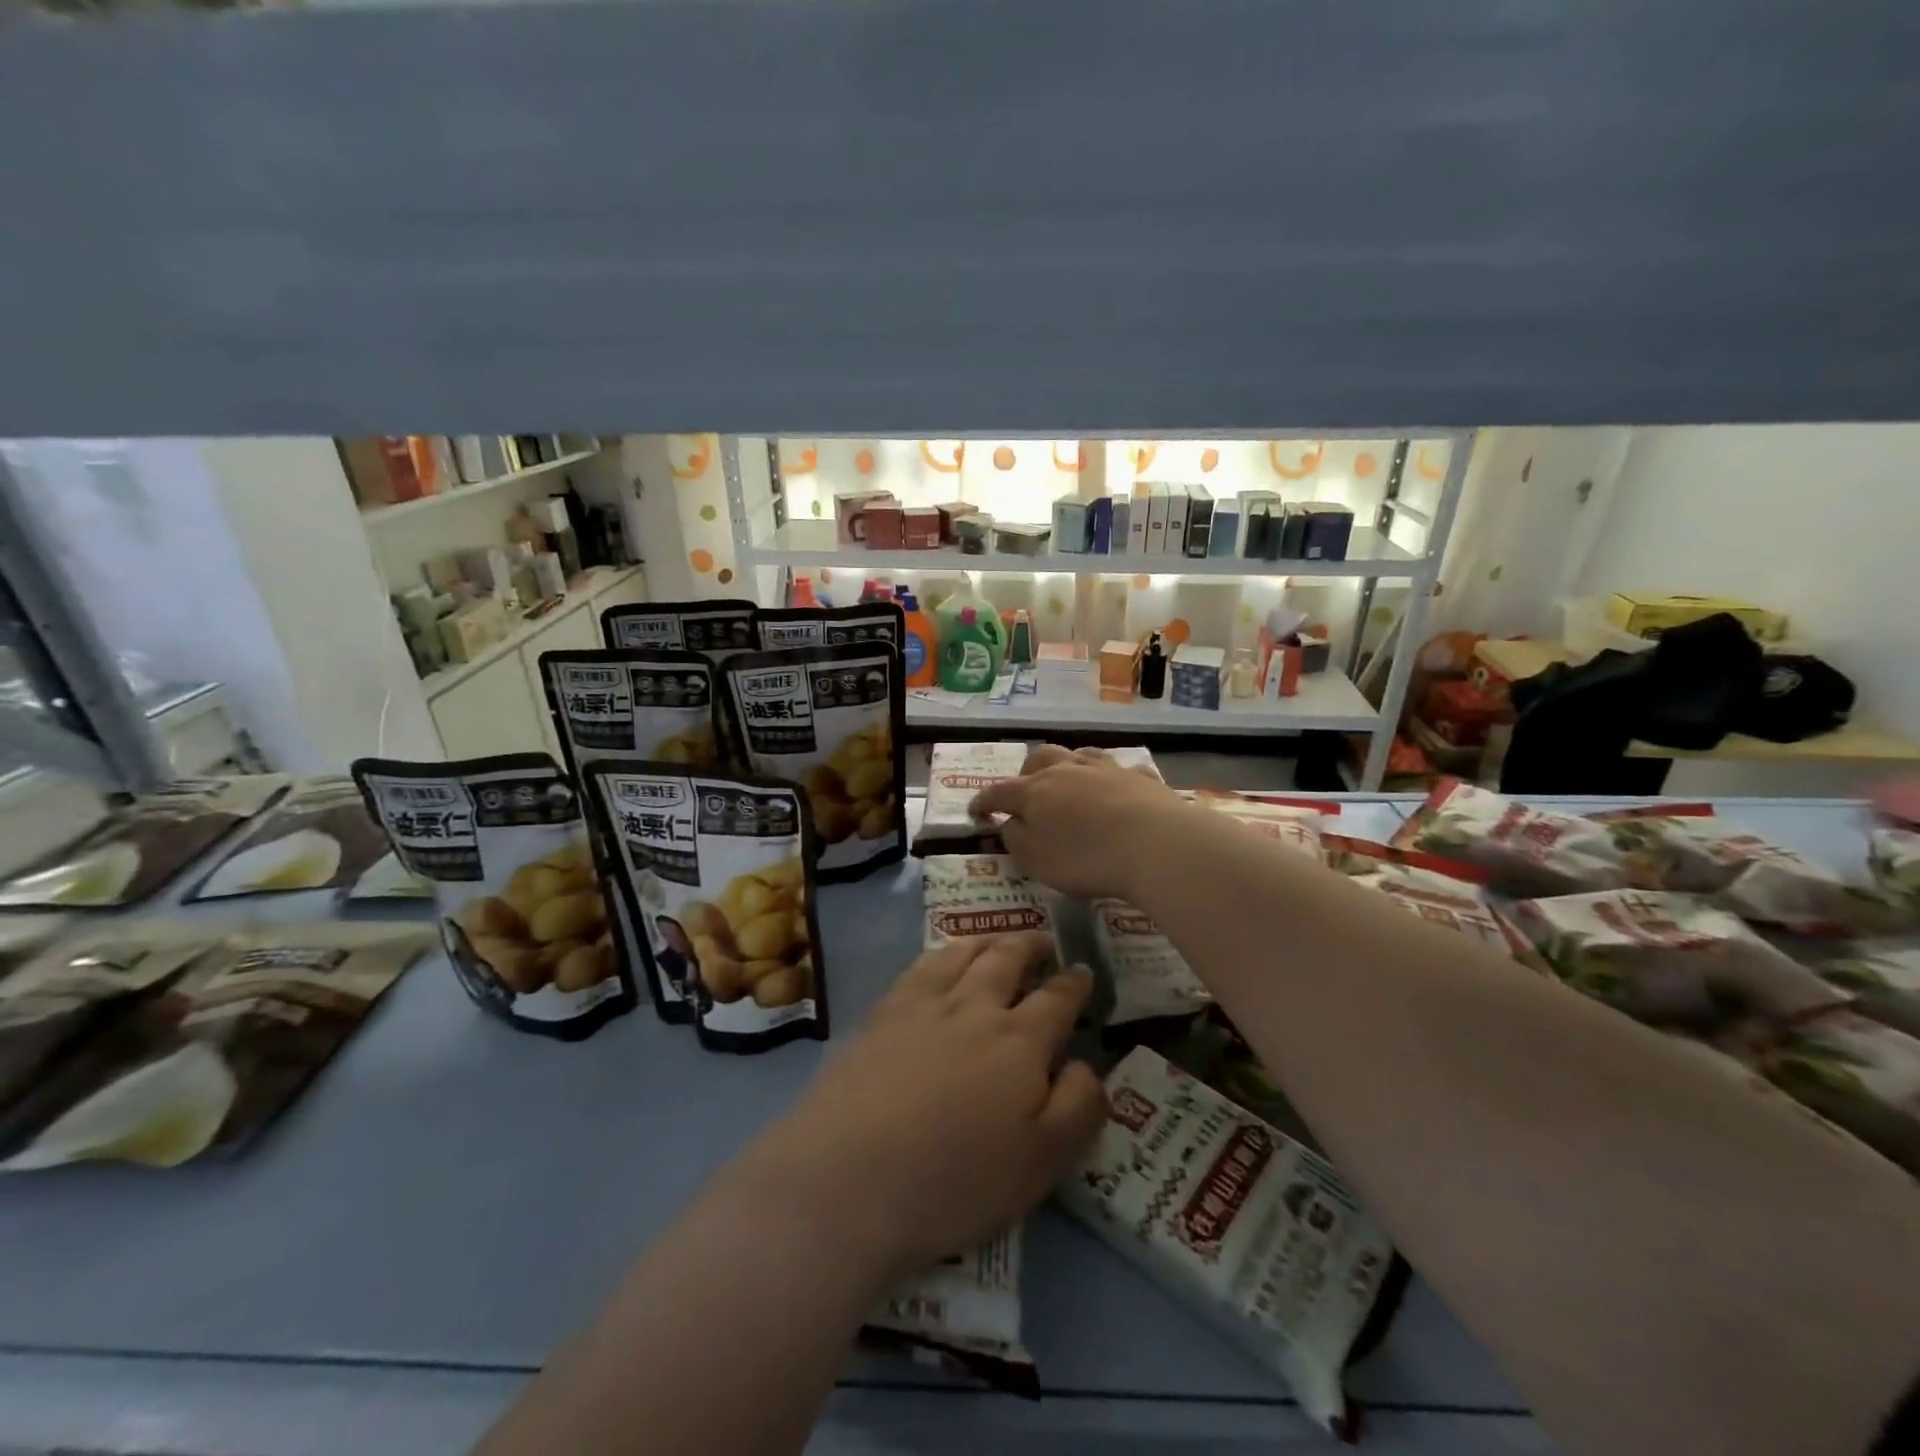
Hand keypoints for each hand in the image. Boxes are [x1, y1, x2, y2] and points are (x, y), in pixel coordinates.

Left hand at [743, 932, 1107, 1282]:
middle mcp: (974, 1007)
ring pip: (964, 953)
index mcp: (1020, 1041)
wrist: (848, 1177)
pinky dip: (942, 953)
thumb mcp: (1042, 1162)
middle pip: (1008, 959)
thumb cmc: (955, 1181)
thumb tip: (1085, 1063)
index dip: (1074, 984)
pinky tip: (941, 960)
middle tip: (1044, 941)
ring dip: (989, 940)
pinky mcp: (882, 1012)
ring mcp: (923, 1004)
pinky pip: (921, 965)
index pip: (1057, 999)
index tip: (1084, 972)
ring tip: (999, 939)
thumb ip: (1078, 1106)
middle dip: (1032, 945)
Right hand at [969, 745, 1191, 898]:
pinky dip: (1111, 780)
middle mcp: (1067, 770)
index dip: (983, 801)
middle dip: (1027, 773)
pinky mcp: (1140, 777)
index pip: (999, 792)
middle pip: (1040, 758)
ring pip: (1079, 755)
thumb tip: (1010, 823)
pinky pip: (1120, 770)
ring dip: (1068, 766)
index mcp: (1035, 791)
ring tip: (1068, 782)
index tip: (975, 812)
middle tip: (1026, 793)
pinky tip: (1117, 790)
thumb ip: (1016, 839)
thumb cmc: (1085, 858)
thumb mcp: (1035, 860)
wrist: (1155, 844)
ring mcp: (1106, 769)